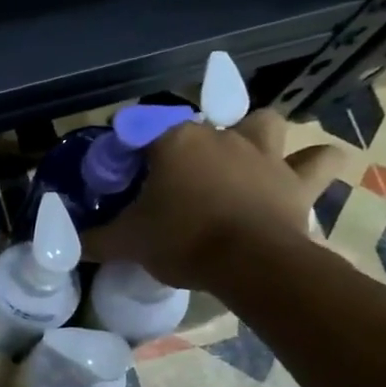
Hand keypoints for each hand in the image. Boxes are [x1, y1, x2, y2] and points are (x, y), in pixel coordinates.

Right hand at [86, 109, 346, 288]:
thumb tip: (66, 244)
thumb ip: (94, 239)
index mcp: (173, 141)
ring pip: (262, 122)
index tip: (120, 178)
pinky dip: (314, 162)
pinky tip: (303, 170)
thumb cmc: (181, 241)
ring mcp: (263, 152)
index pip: (138, 129)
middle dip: (183, 146)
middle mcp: (219, 134)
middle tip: (172, 179)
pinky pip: (320, 160)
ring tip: (241, 157)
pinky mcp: (297, 178)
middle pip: (195, 126)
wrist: (249, 264)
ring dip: (254, 134)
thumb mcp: (125, 242)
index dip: (126, 151)